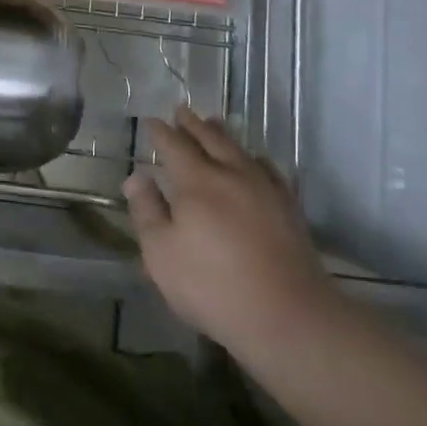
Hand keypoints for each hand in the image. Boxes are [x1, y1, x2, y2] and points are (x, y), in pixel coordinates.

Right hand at [124, 108, 335, 352]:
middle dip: (193, 124)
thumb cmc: (212, 286)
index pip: (174, 146)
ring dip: (222, 134)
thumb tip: (137, 176)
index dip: (161, 132)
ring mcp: (264, 189)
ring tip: (214, 123)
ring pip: (240, 150)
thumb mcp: (161, 254)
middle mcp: (231, 174)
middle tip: (182, 110)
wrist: (287, 315)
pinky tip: (256, 161)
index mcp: (196, 182)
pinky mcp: (289, 208)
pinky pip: (270, 170)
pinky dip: (256, 159)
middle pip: (209, 139)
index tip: (151, 121)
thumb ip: (147, 211)